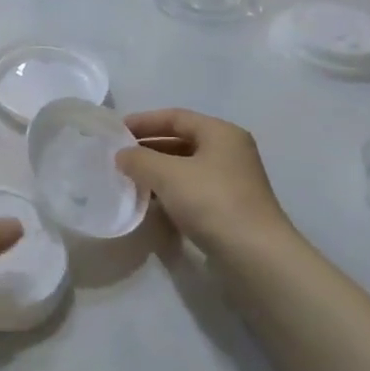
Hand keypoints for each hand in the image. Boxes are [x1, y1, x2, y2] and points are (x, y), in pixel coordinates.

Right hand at [116, 109, 292, 256]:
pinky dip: (169, 190)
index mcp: (221, 133)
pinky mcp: (228, 206)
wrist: (253, 254)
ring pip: (185, 166)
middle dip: (148, 146)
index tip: (115, 131)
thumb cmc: (211, 202)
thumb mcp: (167, 174)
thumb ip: (139, 159)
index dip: (144, 121)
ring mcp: (230, 180)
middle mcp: (229, 151)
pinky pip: (191, 188)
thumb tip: (122, 155)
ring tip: (128, 178)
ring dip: (156, 170)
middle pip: (181, 140)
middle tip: (118, 156)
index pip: (175, 117)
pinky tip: (150, 200)